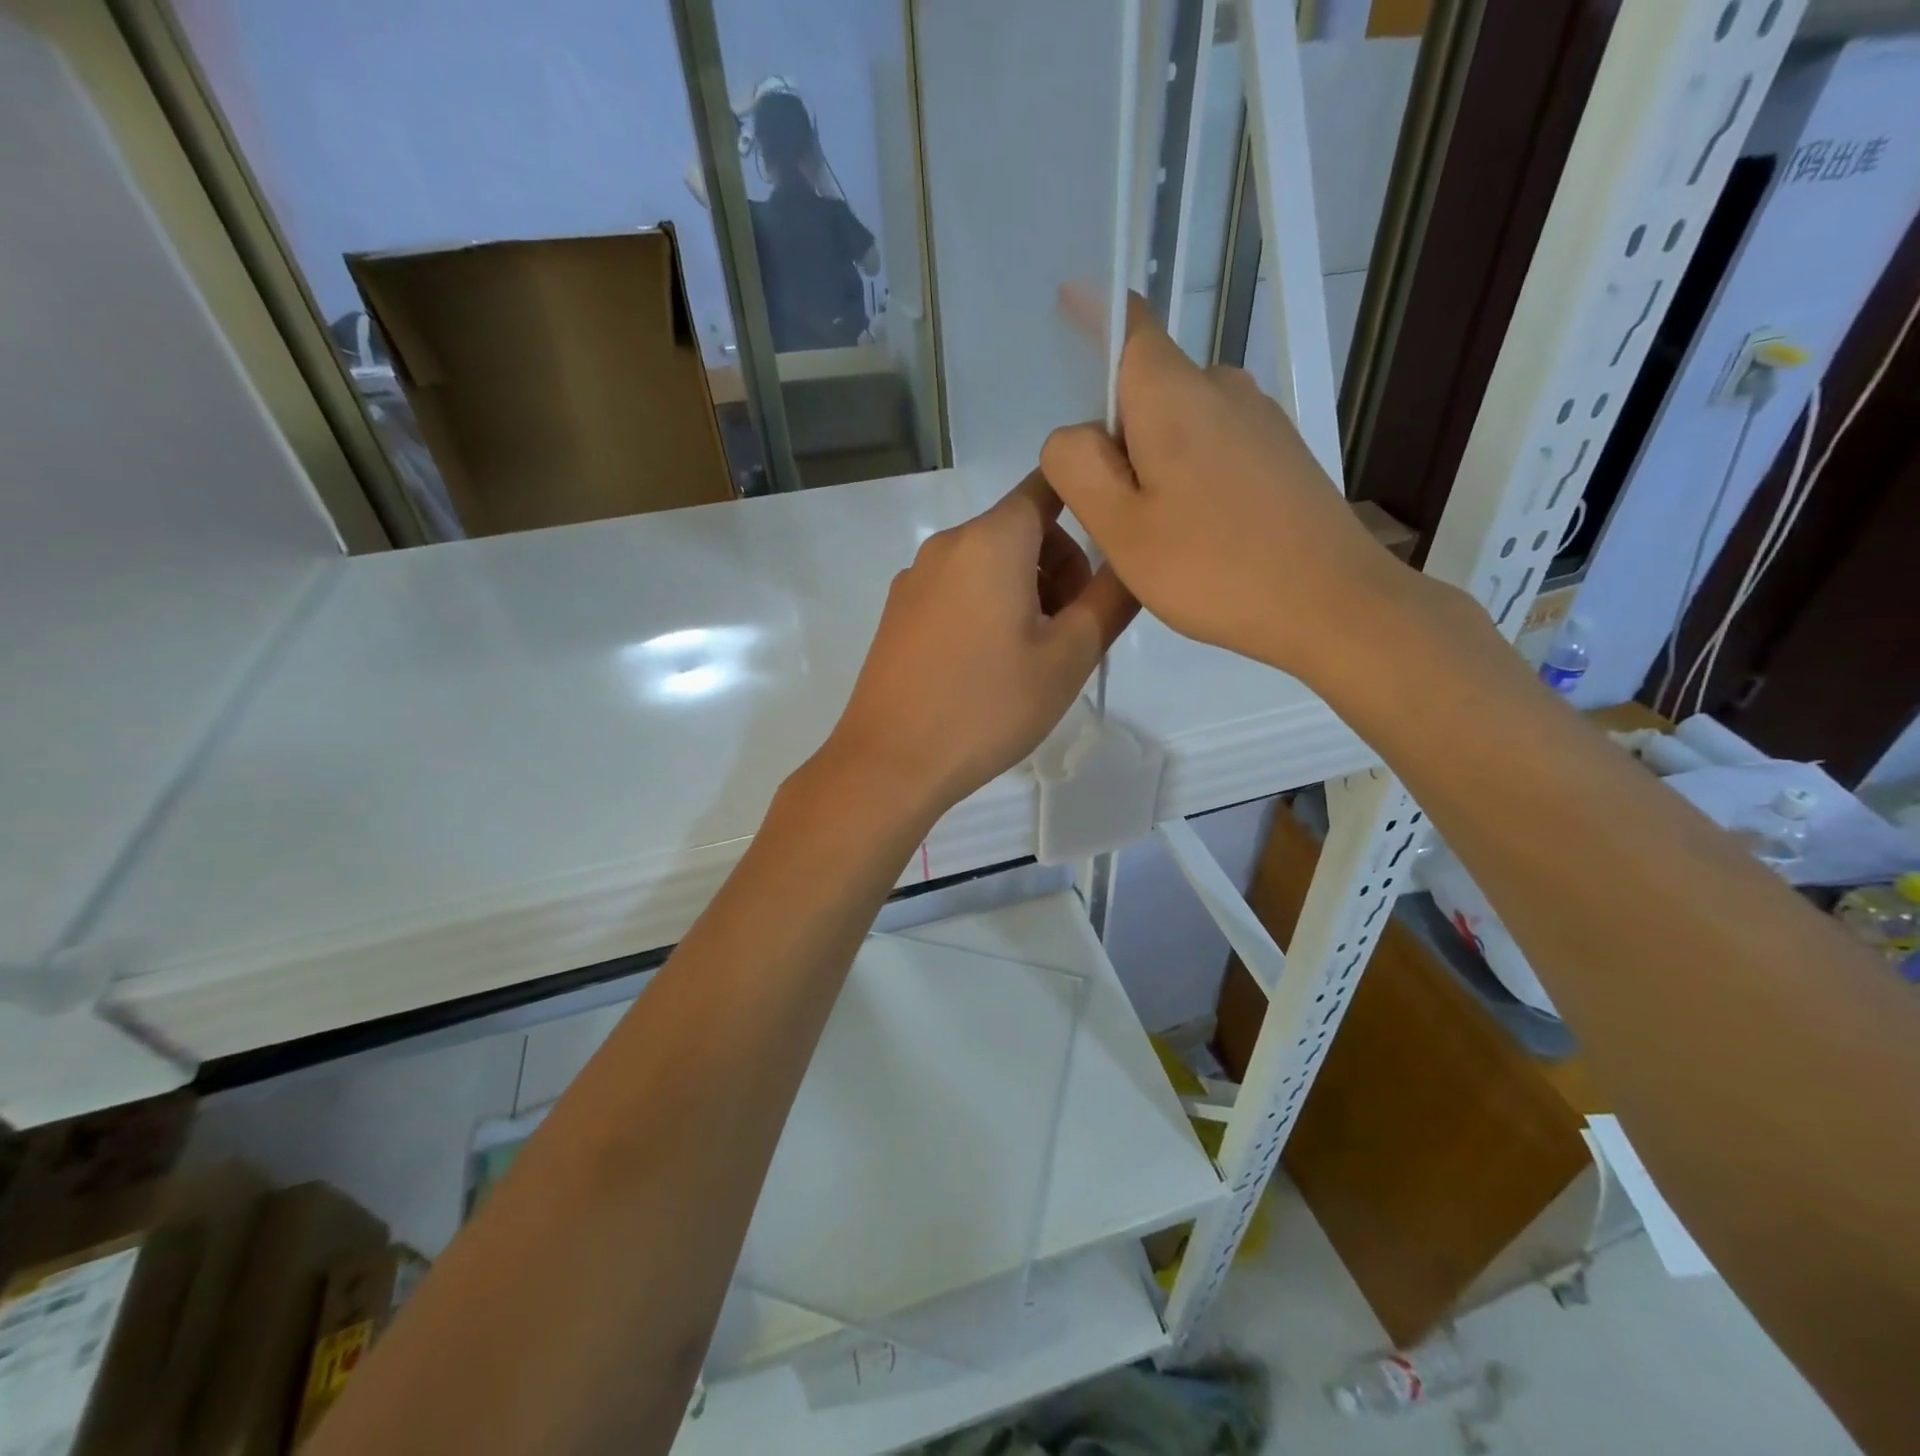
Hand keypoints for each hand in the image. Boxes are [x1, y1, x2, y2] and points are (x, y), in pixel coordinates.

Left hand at [821, 473, 1137, 820]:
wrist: (890, 762)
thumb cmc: (988, 706)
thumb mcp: (1069, 657)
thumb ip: (1111, 598)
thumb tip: (1133, 557)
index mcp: (991, 539)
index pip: (1050, 483)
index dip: (1089, 499)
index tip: (1114, 543)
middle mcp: (947, 544)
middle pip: (1021, 527)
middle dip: (1061, 564)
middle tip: (1074, 629)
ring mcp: (915, 578)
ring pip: (989, 561)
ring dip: (1026, 589)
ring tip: (1034, 656)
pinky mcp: (898, 612)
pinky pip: (957, 588)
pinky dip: (988, 606)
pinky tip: (990, 665)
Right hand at [1039, 303, 1430, 685]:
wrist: (1330, 603)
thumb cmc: (1212, 567)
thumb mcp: (1120, 526)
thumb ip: (1077, 466)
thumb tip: (1074, 434)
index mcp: (1174, 394)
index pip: (1128, 326)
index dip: (1094, 313)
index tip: (1067, 301)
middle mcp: (1222, 387)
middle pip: (1146, 391)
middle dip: (1117, 439)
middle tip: (1116, 517)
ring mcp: (1259, 419)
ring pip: (1179, 425)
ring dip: (1153, 465)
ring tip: (1161, 537)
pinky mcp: (1281, 453)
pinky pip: (1213, 448)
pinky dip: (1190, 477)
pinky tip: (1202, 536)